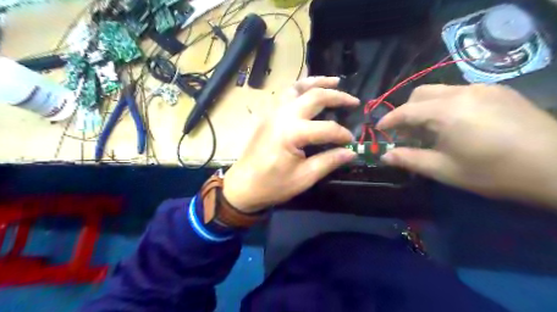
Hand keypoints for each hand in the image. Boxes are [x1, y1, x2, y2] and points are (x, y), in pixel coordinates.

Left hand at [224, 76, 358, 211]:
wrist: (243, 185)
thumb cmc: (272, 185)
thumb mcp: (304, 177)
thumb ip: (329, 161)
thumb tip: (351, 152)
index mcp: (292, 133)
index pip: (327, 128)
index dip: (342, 134)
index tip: (351, 142)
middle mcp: (283, 115)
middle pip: (315, 97)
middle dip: (336, 96)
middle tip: (353, 101)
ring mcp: (273, 112)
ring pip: (298, 87)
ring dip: (317, 82)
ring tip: (335, 81)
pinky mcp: (268, 114)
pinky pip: (286, 93)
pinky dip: (301, 88)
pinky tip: (309, 90)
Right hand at [377, 85, 556, 205]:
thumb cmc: (493, 172)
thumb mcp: (445, 170)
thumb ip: (410, 159)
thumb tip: (385, 156)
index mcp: (446, 112)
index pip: (406, 111)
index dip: (389, 120)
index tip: (379, 130)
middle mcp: (461, 93)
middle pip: (421, 94)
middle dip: (406, 110)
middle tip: (406, 132)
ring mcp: (482, 88)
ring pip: (440, 91)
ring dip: (426, 107)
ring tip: (430, 129)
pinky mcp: (498, 91)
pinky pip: (460, 92)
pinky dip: (446, 105)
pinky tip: (456, 123)